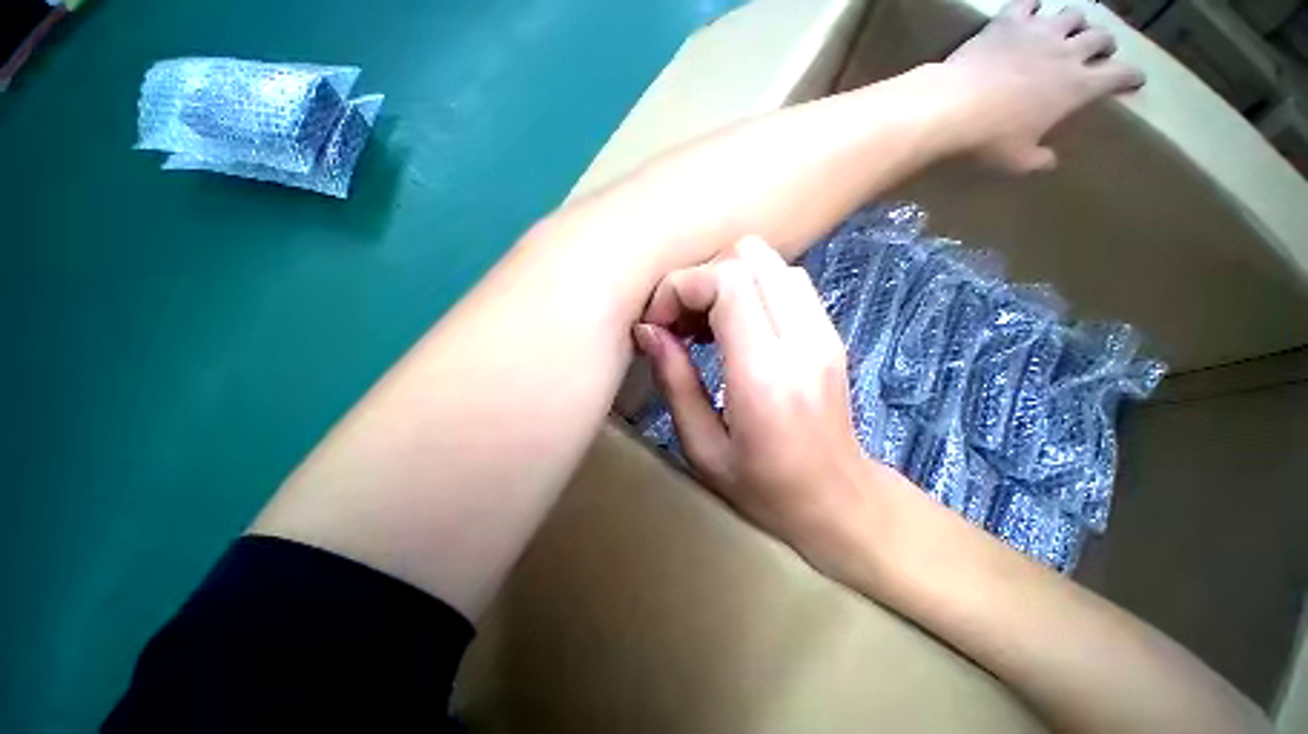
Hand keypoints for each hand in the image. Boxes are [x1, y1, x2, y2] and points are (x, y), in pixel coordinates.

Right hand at [632, 237, 872, 560]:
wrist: (840, 502)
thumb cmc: (765, 490)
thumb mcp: (702, 447)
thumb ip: (675, 381)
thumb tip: (648, 331)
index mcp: (766, 376)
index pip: (728, 282)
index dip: (682, 287)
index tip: (659, 322)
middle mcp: (802, 340)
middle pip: (750, 256)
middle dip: (701, 277)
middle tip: (680, 321)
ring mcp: (824, 331)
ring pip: (769, 261)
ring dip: (725, 280)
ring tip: (703, 325)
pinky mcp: (829, 331)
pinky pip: (784, 281)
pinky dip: (748, 289)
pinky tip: (731, 328)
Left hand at [943, 0, 1144, 171]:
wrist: (951, 107)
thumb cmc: (988, 139)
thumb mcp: (1016, 160)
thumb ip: (1037, 160)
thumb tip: (1049, 162)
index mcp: (1078, 87)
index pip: (1119, 75)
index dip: (1130, 77)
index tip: (1133, 80)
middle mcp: (1067, 52)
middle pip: (1100, 36)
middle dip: (1105, 44)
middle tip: (1099, 51)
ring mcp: (1038, 32)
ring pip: (1072, 14)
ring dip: (1076, 21)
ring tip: (1070, 30)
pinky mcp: (1008, 22)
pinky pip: (1027, 3)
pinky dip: (1032, 6)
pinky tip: (1029, 12)